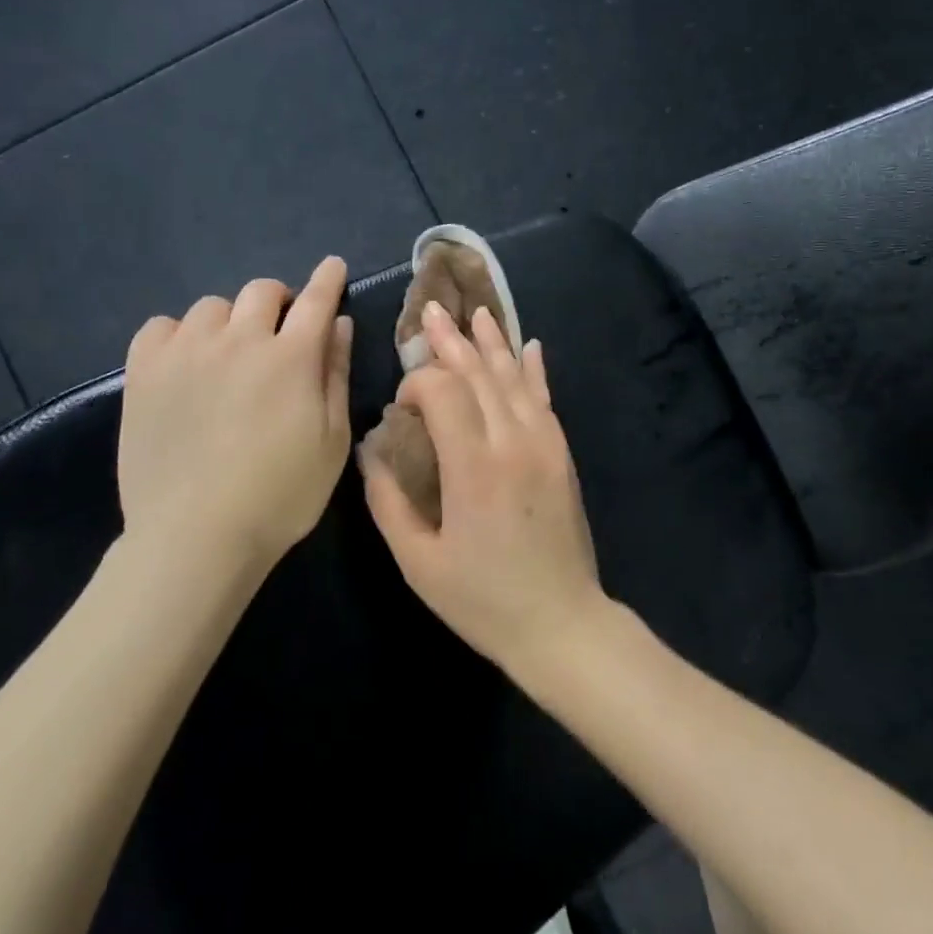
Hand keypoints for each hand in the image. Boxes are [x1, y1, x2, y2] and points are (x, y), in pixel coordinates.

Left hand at [113, 257, 353, 586]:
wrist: (196, 537)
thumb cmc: (281, 495)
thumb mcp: (331, 441)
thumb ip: (335, 376)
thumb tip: (339, 325)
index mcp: (291, 358)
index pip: (315, 300)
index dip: (327, 279)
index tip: (332, 266)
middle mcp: (238, 341)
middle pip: (261, 291)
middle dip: (279, 301)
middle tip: (280, 329)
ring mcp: (186, 353)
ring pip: (212, 306)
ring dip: (230, 320)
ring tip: (229, 353)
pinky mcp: (144, 372)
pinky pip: (162, 326)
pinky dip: (180, 334)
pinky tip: (186, 362)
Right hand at [362, 300, 610, 677]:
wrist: (561, 623)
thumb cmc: (482, 599)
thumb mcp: (419, 562)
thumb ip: (388, 502)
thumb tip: (371, 453)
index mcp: (473, 467)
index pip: (444, 392)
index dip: (418, 382)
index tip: (401, 404)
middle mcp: (512, 442)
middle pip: (479, 373)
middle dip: (452, 341)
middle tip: (431, 310)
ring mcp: (544, 444)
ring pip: (513, 378)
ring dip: (491, 342)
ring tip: (475, 312)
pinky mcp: (561, 453)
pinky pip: (544, 399)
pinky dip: (533, 369)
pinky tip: (528, 344)